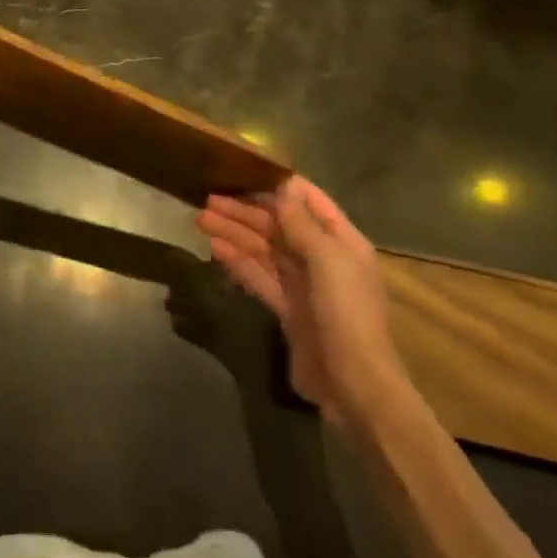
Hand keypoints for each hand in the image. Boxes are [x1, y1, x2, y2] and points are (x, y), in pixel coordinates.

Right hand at [196, 176, 405, 422]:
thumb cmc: (346, 314)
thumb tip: (283, 185)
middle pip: (280, 225)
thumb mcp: (327, 260)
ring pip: (264, 250)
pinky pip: (259, 277)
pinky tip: (215, 249)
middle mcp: (323, 258)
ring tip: (201, 219)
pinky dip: (238, 262)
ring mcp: (304, 285)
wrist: (355, 387)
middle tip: (208, 198)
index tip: (245, 170)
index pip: (309, 200)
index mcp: (342, 241)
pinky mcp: (287, 310)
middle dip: (245, 211)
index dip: (278, 185)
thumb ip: (301, 223)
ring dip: (235, 233)